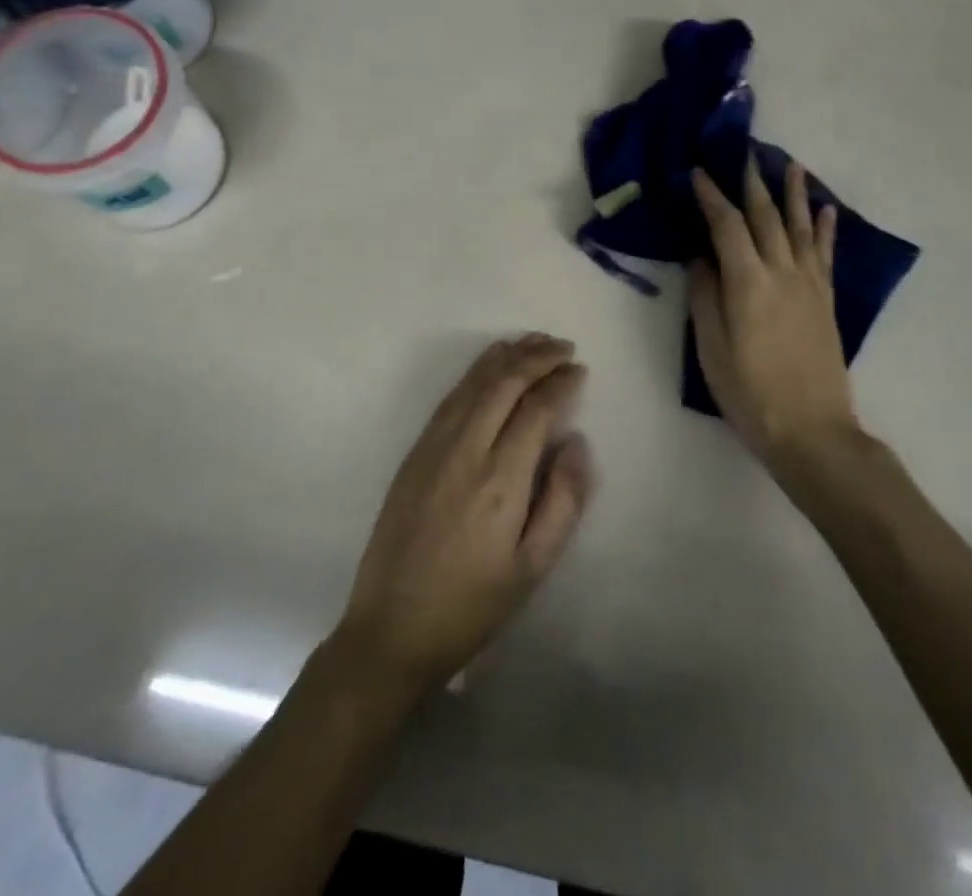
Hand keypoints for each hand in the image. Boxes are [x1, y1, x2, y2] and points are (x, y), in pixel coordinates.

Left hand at [335, 334, 593, 695]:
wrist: (391, 629)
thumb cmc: (472, 605)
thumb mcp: (533, 568)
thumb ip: (563, 501)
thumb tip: (576, 442)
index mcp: (500, 480)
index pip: (536, 409)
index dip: (561, 383)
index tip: (580, 370)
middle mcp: (466, 450)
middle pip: (504, 383)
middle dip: (537, 357)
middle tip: (563, 347)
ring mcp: (434, 446)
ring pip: (474, 382)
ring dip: (506, 356)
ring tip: (534, 342)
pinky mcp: (414, 452)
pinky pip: (451, 397)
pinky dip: (476, 372)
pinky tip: (490, 365)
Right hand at [688, 159, 858, 470]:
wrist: (811, 430)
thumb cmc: (750, 393)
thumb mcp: (712, 348)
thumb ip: (704, 296)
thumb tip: (700, 257)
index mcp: (748, 282)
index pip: (726, 226)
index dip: (711, 196)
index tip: (697, 171)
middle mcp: (782, 272)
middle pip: (765, 217)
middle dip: (752, 182)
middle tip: (744, 152)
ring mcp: (809, 284)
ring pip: (800, 227)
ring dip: (793, 193)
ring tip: (790, 163)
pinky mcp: (826, 300)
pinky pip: (825, 254)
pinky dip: (825, 228)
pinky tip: (825, 210)